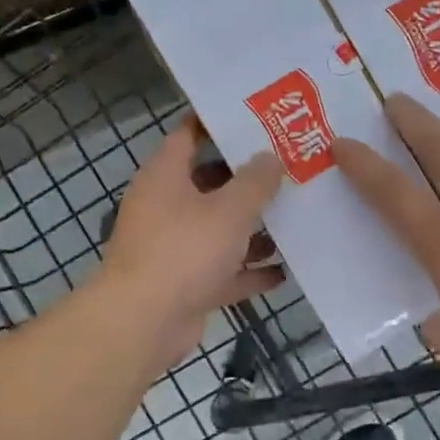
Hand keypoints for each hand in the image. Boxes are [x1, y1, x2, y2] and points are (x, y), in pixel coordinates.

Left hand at [101, 116, 284, 371]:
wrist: (145, 322)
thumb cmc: (185, 251)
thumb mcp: (229, 210)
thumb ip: (255, 182)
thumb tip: (270, 157)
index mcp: (165, 177)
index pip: (189, 135)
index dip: (218, 124)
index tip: (255, 118)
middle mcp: (166, 208)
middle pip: (210, 184)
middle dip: (248, 181)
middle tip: (290, 169)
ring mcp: (175, 249)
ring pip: (219, 231)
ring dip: (252, 230)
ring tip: (295, 220)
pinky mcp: (186, 285)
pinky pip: (223, 272)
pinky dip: (249, 272)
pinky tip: (284, 272)